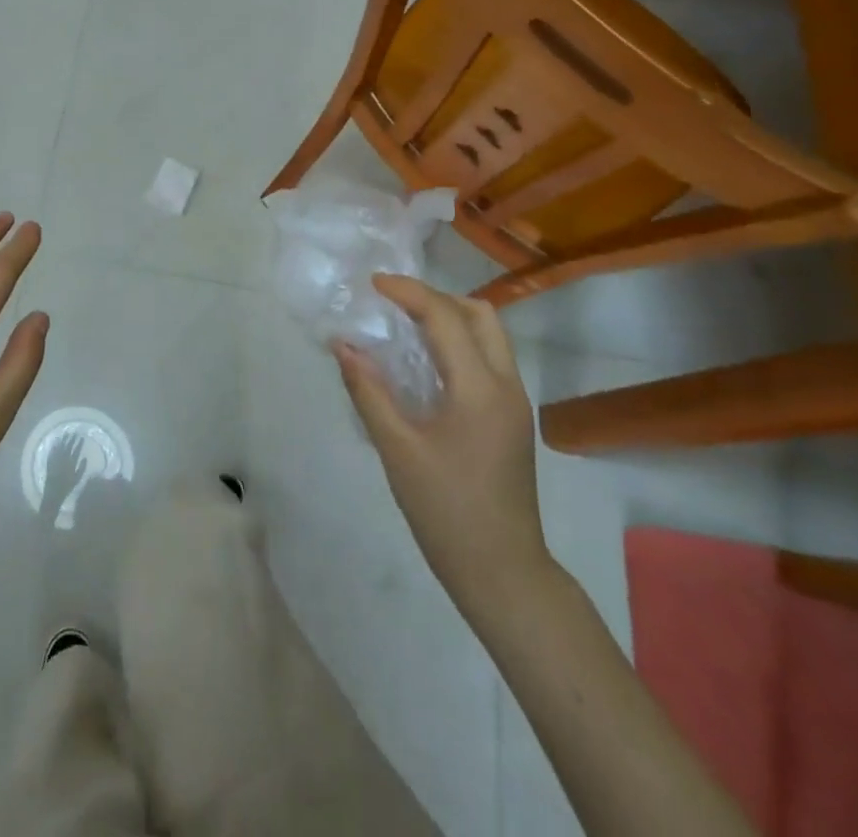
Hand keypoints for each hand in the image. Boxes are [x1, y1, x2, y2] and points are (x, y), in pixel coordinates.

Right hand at [336, 276, 552, 620]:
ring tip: (404, 326)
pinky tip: (424, 363)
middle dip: (435, 298)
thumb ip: (369, 391)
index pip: (445, 317)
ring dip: (449, 318)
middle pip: (480, 314)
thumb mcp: (397, 449)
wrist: (502, 572)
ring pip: (489, 335)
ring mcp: (515, 403)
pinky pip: (488, 359)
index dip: (408, 292)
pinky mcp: (512, 419)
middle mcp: (506, 386)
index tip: (372, 284)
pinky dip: (457, 343)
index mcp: (480, 389)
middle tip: (392, 303)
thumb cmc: (446, 510)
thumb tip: (343, 344)